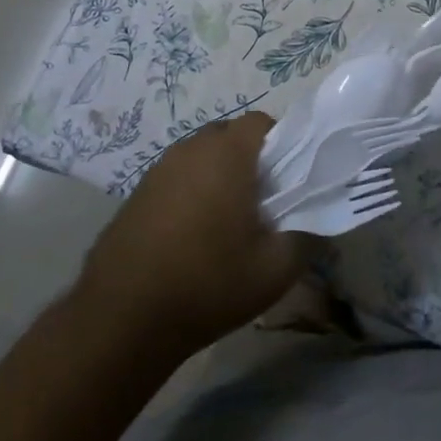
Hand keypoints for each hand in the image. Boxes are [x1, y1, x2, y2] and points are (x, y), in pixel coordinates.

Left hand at [75, 113, 307, 353]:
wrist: (121, 318)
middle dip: (252, 160)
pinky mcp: (137, 193)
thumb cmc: (207, 284)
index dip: (283, 145)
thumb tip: (319, 220)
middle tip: (264, 203)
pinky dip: (192, 192)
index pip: (263, 122)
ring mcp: (158, 169)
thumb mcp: (275, 269)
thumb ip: (308, 236)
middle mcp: (190, 149)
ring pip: (202, 156)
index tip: (289, 182)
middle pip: (231, 136)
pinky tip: (193, 236)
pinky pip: (178, 177)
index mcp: (226, 154)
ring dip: (219, 176)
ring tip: (228, 223)